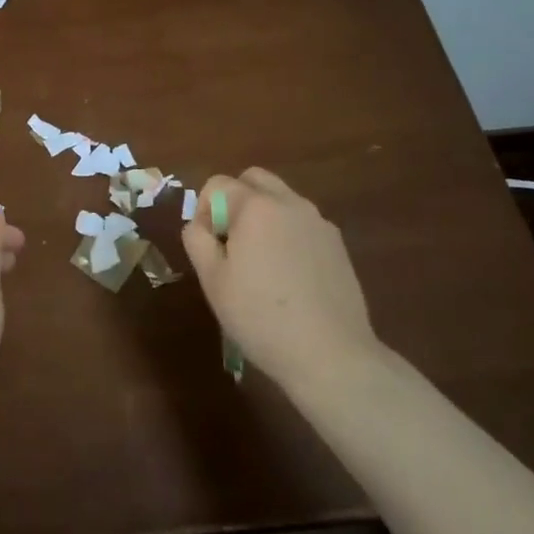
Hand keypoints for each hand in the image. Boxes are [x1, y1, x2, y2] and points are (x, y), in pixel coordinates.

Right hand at [180, 168, 383, 397]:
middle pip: (254, 179)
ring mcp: (319, 222)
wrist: (330, 354)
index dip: (204, 210)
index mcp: (256, 207)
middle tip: (230, 242)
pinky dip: (287, 234)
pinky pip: (302, 223)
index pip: (218, 184)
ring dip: (263, 215)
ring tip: (259, 262)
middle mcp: (290, 203)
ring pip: (281, 199)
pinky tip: (288, 276)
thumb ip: (196, 239)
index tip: (209, 246)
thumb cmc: (260, 316)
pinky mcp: (338, 244)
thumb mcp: (211, 279)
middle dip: (235, 200)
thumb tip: (199, 224)